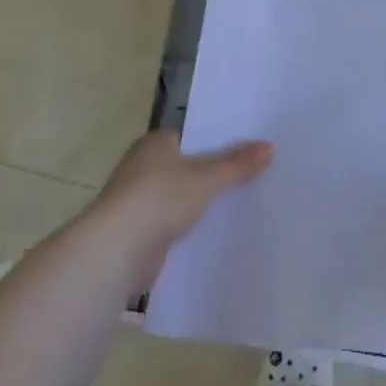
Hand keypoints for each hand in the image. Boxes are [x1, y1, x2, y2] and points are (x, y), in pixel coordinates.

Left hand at [75, 130, 273, 294]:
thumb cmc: (158, 199)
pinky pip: (178, 222)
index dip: (221, 141)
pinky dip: (196, 226)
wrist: (117, 250)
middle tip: (258, 175)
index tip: (251, 148)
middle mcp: (145, 167)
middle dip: (218, 173)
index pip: (194, 135)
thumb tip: (269, 146)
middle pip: (191, 166)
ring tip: (247, 203)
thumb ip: (237, 164)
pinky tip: (222, 230)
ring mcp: (141, 200)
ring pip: (185, 196)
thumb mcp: (206, 178)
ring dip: (206, 202)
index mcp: (155, 144)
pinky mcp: (143, 230)